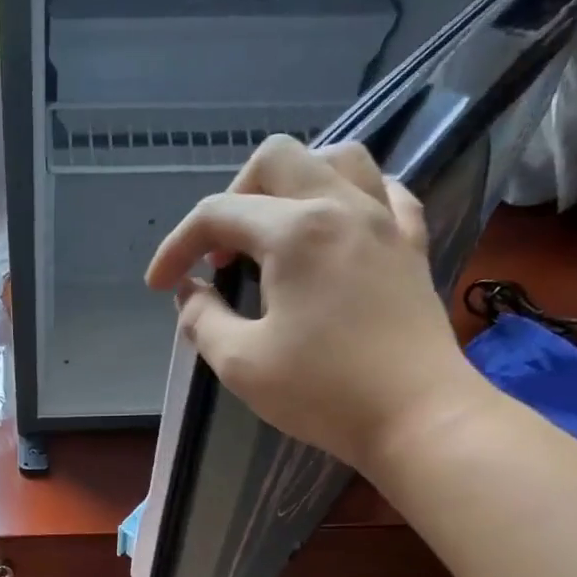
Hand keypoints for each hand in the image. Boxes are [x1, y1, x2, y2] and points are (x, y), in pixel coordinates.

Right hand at [145, 135, 481, 469]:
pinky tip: (332, 231)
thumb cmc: (323, 392)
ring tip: (273, 232)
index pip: (217, 215)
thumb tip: (189, 292)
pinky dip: (347, 199)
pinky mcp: (411, 244)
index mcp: (295, 231)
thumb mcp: (240, 363)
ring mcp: (385, 220)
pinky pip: (381, 191)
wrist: (417, 416)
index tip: (159, 286)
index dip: (176, 247)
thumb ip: (202, 320)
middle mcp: (341, 206)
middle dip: (232, 197)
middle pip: (276, 160)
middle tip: (219, 253)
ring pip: (336, 159)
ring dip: (291, 184)